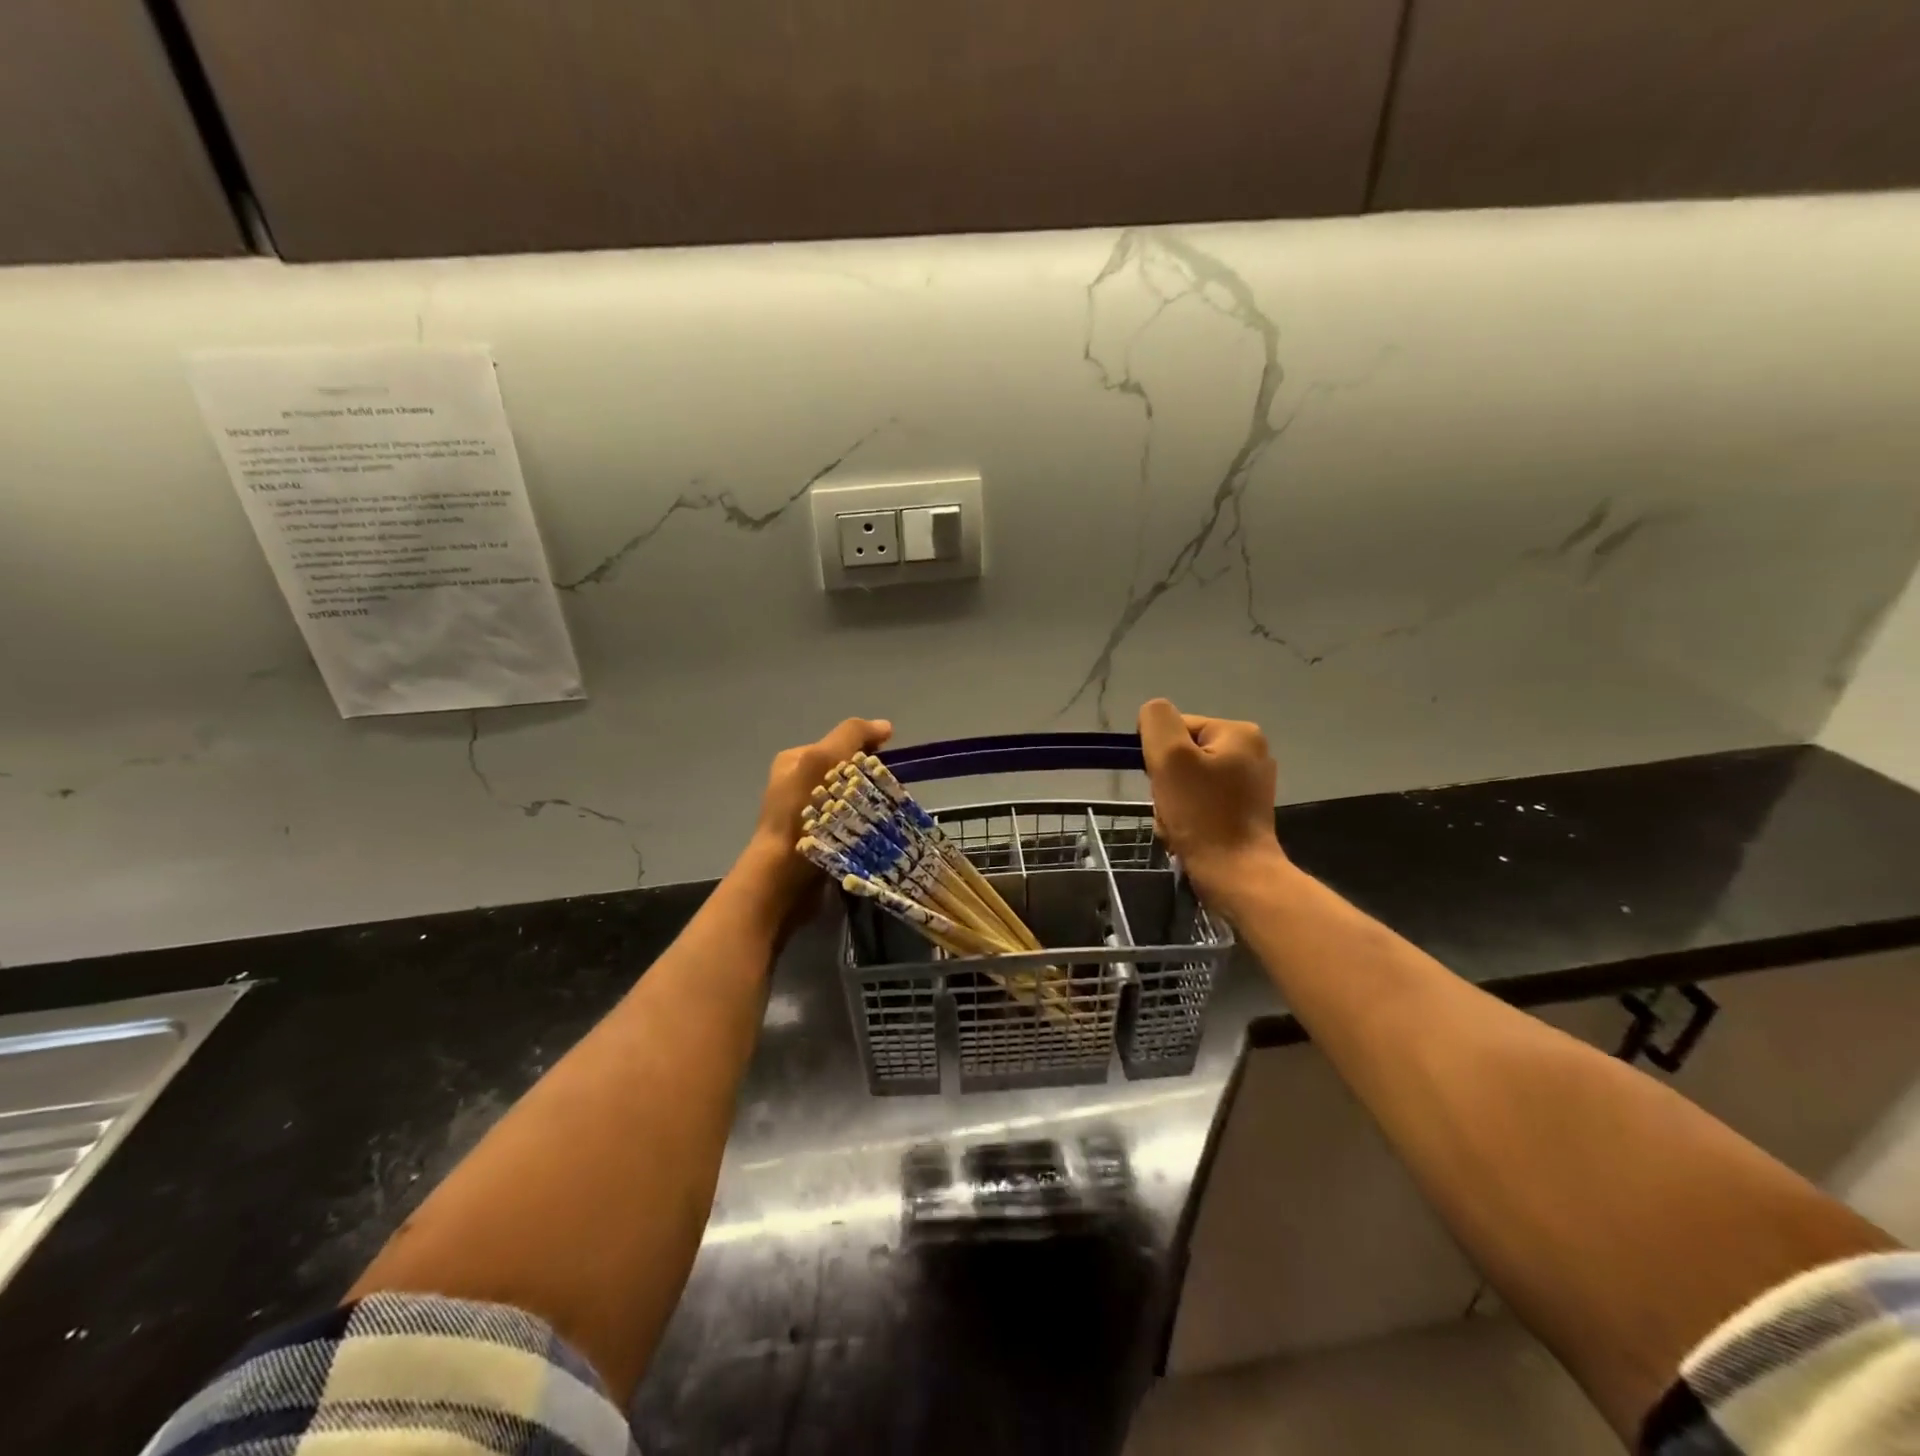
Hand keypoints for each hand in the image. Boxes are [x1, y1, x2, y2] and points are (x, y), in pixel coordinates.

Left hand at [738, 716, 892, 915]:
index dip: (866, 750)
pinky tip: (872, 835)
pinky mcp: (818, 842)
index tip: (885, 766)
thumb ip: (851, 736)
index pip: (840, 744)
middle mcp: (797, 784)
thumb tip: (885, 726)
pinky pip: (850, 825)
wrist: (782, 877)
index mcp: (794, 760)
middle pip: (847, 772)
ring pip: (851, 800)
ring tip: (882, 817)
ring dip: (868, 806)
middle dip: (868, 780)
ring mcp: (806, 815)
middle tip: (883, 795)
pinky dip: (863, 828)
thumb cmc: (801, 814)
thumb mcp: (822, 760)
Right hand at [1137, 698, 1286, 915]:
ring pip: (1186, 783)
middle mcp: (1250, 752)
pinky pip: (1199, 804)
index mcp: (1239, 733)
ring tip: (1177, 825)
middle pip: (1182, 756)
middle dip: (1165, 783)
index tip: (1162, 781)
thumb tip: (1151, 716)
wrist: (1235, 875)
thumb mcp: (1170, 756)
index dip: (1159, 754)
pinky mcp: (1242, 812)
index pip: (1177, 727)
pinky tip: (1186, 835)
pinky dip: (1185, 818)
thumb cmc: (1202, 814)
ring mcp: (1249, 784)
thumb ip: (1156, 721)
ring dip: (1171, 803)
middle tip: (1170, 807)